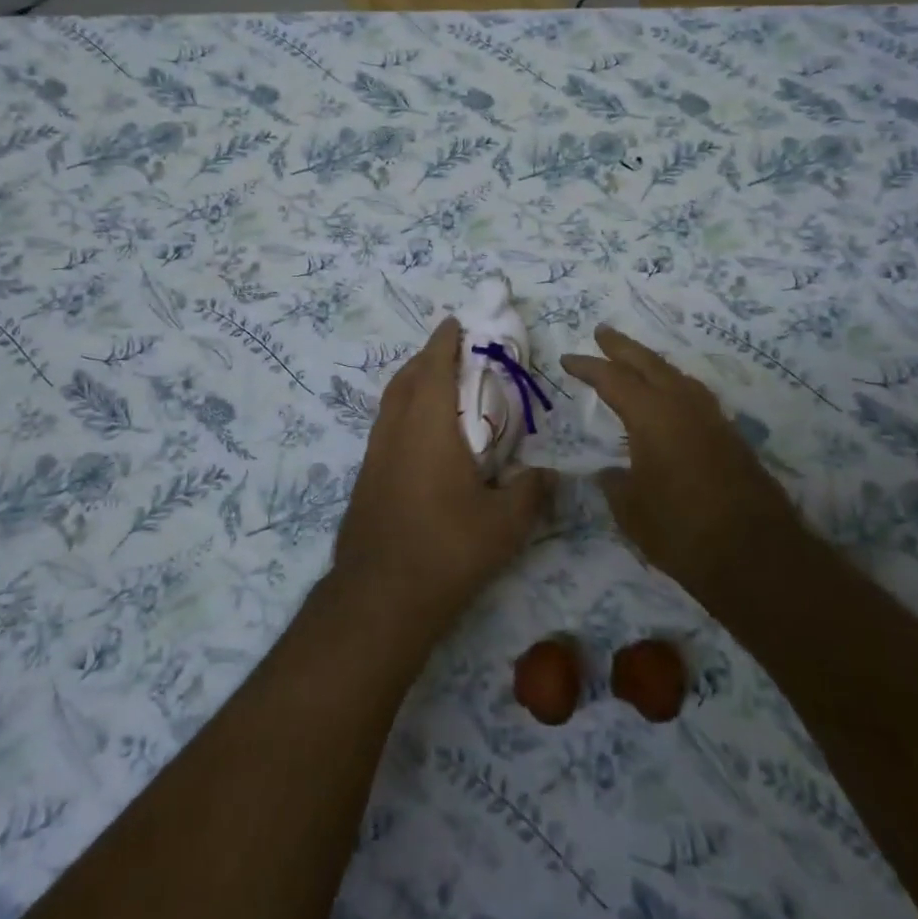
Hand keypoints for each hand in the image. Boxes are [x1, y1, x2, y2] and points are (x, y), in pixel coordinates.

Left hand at [333, 318, 551, 639]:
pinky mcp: (366, 477)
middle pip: (407, 377)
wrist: (379, 596)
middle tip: (451, 351)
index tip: (455, 322)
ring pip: (391, 401)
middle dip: (427, 357)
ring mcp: (375, 453)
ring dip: (412, 383)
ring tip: (436, 387)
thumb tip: (551, 474)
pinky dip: (403, 411)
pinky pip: (386, 425)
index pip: (435, 367)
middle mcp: (396, 429)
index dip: (444, 341)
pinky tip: (420, 437)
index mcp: (428, 425)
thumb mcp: (505, 524)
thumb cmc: (446, 549)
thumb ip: (531, 492)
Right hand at [561, 326, 802, 608]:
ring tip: (635, 362)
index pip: (612, 379)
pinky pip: (694, 396)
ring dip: (652, 364)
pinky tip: (670, 400)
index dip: (587, 367)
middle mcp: (683, 406)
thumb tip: (611, 472)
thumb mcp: (631, 511)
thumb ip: (616, 484)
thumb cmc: (682, 531)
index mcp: (652, 416)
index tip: (567, 360)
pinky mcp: (731, 438)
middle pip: (649, 363)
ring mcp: (712, 419)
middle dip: (622, 347)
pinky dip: (673, 386)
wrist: (758, 558)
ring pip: (676, 376)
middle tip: (602, 332)